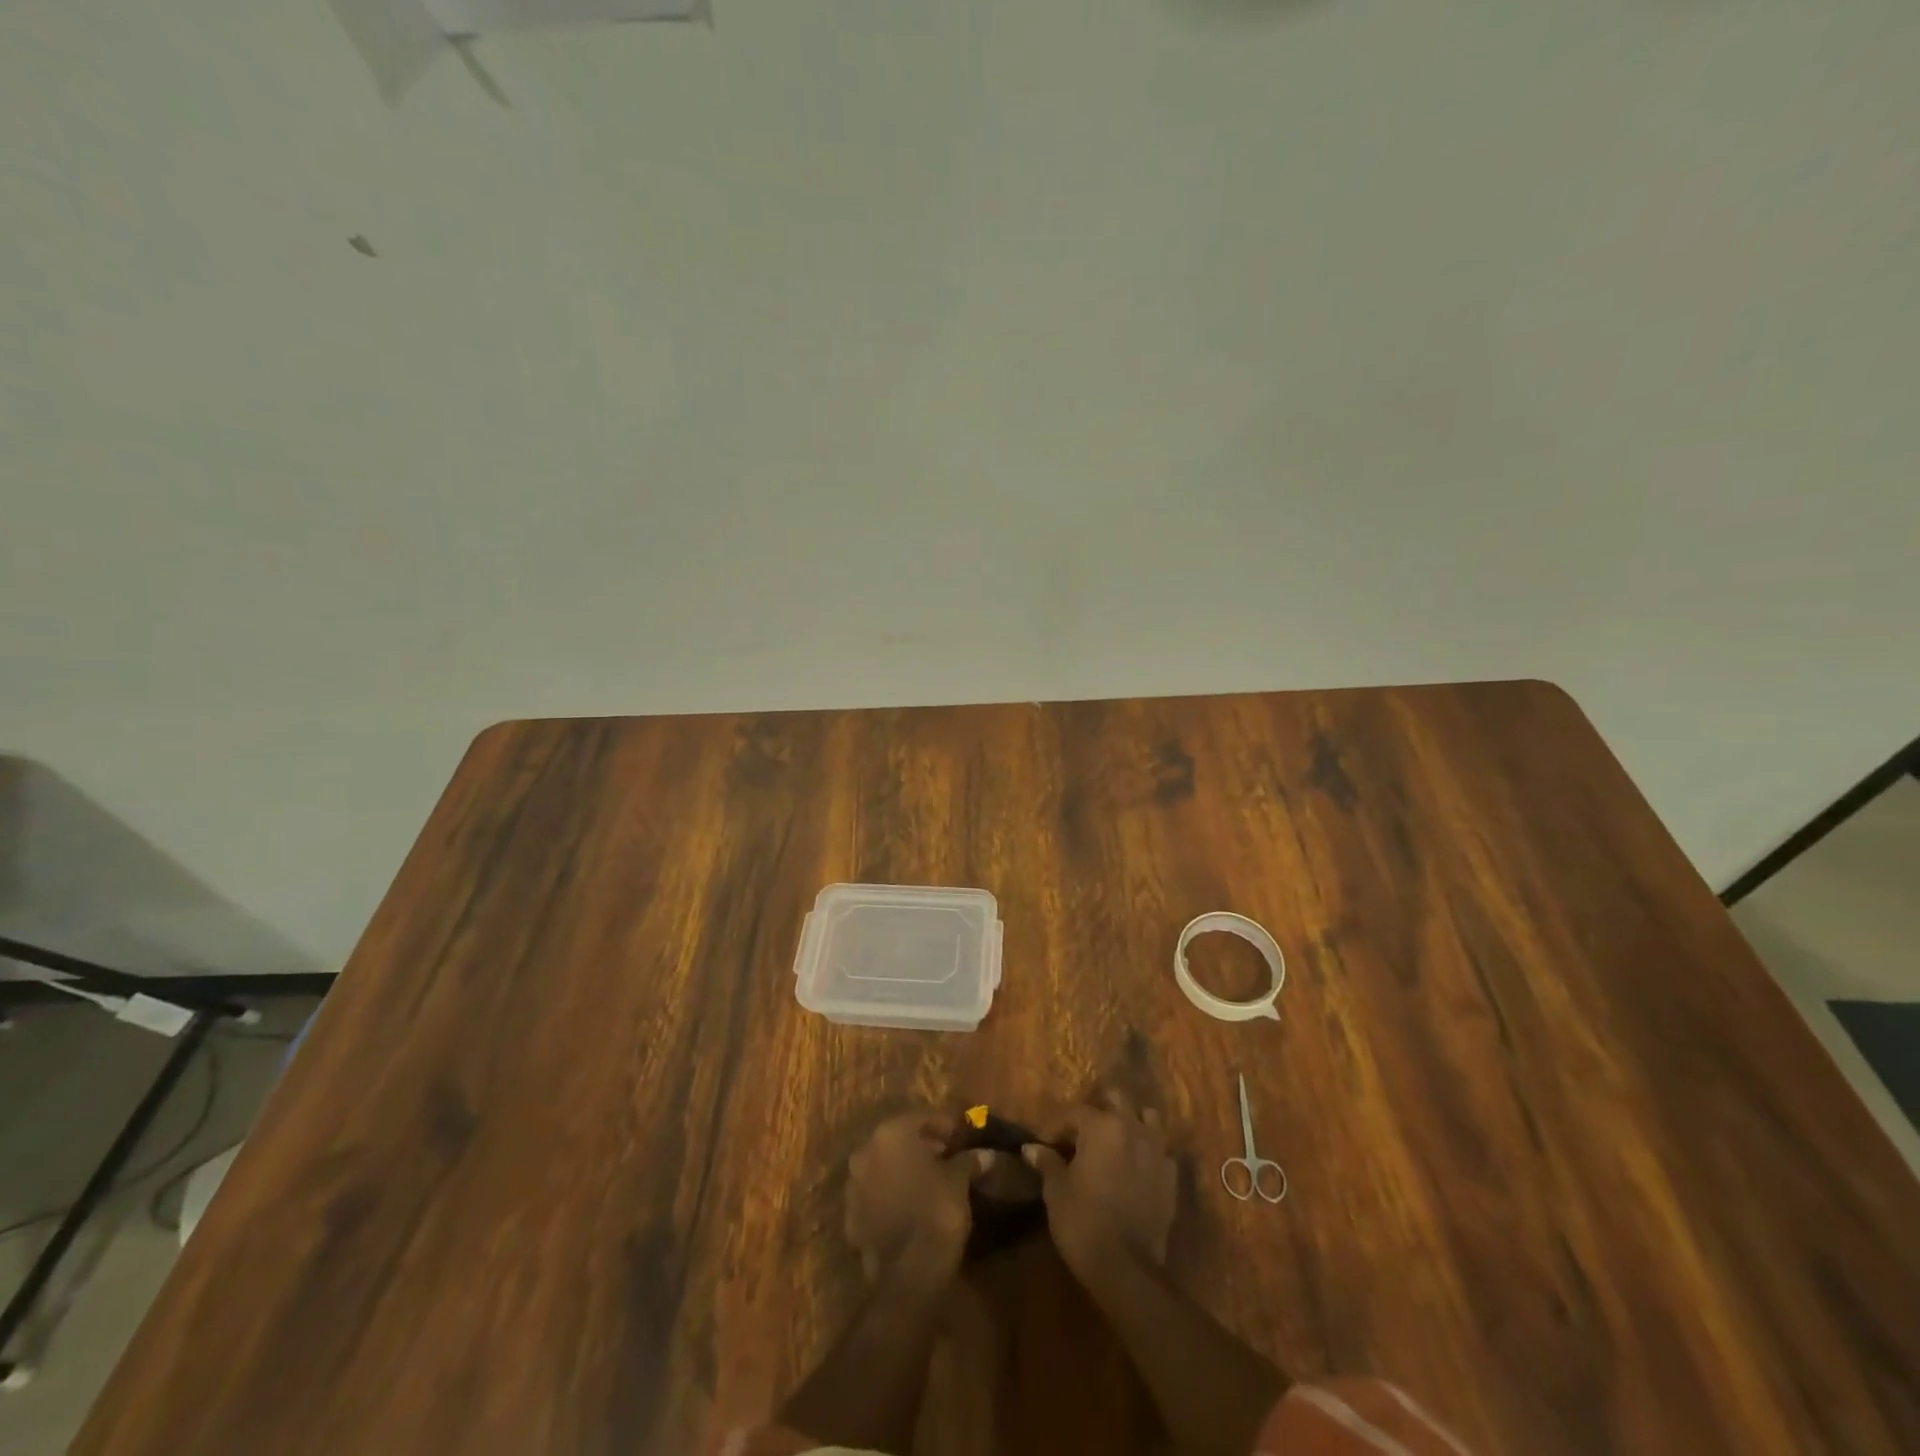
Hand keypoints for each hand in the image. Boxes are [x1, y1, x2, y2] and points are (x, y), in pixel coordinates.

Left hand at [846, 1111, 988, 1279]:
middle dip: (922, 1146)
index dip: (944, 1126)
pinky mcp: (851, 1218)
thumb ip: (968, 1161)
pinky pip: (875, 1196)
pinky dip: (891, 1195)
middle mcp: (865, 1152)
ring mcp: (853, 1186)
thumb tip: (986, 1154)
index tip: (961, 1138)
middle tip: (948, 1158)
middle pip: (898, 1140)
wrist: (908, 1275)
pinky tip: (912, 1208)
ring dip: (904, 1170)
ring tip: (931, 1184)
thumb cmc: (936, 1212)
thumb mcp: (959, 1181)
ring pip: (883, 1167)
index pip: (921, 1117)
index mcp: (890, 1133)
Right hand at [1023, 1089, 1176, 1273]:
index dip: (1057, 1126)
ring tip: (1116, 1141)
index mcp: (1101, 1126)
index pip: (1074, 1112)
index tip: (1044, 1143)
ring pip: (1147, 1118)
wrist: (1126, 1268)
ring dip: (1131, 1123)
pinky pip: (1161, 1151)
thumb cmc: (1083, 1221)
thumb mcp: (1057, 1191)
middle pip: (1116, 1100)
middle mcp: (1132, 1128)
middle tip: (1081, 1133)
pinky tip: (1136, 1168)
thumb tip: (1031, 1149)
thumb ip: (1047, 1163)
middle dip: (1099, 1110)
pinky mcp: (1171, 1177)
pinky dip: (1148, 1152)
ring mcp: (1157, 1151)